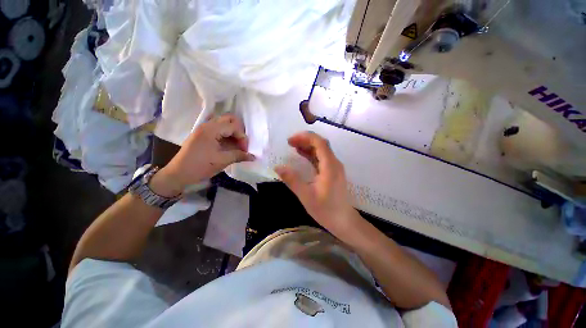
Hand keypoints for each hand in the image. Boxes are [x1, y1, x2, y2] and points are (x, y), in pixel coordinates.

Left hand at [151, 114, 254, 196]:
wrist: (178, 174)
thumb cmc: (200, 166)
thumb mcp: (222, 161)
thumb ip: (239, 156)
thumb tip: (253, 157)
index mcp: (211, 129)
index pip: (234, 127)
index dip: (243, 138)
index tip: (245, 150)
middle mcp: (207, 125)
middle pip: (229, 119)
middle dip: (239, 130)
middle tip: (241, 143)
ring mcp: (204, 129)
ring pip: (224, 123)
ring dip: (233, 132)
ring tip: (237, 145)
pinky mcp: (202, 135)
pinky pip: (219, 129)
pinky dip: (227, 135)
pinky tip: (229, 145)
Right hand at [275, 131, 359, 237]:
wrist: (343, 221)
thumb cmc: (326, 210)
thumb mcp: (306, 196)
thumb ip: (292, 180)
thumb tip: (278, 167)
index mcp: (330, 166)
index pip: (319, 143)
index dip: (305, 137)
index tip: (290, 140)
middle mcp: (334, 163)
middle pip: (321, 144)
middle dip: (305, 140)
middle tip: (289, 143)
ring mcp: (334, 167)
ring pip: (321, 150)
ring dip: (308, 146)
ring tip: (293, 146)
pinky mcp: (332, 172)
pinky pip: (322, 158)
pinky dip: (312, 154)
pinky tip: (302, 155)